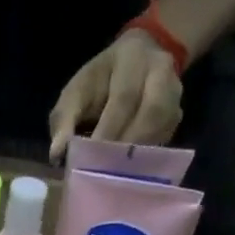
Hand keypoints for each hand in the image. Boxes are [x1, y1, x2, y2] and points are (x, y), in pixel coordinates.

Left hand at [48, 29, 183, 162]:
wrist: (137, 59)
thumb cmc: (98, 82)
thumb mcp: (76, 92)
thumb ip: (64, 120)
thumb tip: (57, 154)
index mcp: (131, 58)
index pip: (124, 97)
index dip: (110, 129)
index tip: (93, 156)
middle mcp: (160, 70)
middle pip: (150, 112)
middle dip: (127, 145)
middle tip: (107, 172)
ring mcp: (174, 91)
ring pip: (162, 126)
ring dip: (140, 154)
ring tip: (118, 176)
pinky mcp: (177, 113)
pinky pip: (166, 138)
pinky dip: (148, 158)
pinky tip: (130, 172)